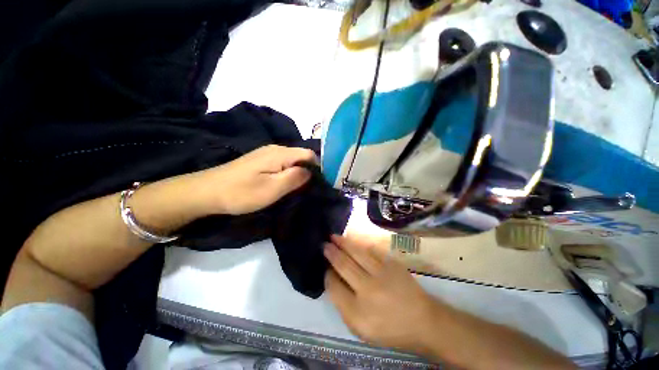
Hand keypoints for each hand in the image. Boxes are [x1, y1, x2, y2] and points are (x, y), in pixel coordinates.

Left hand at [196, 145, 315, 214]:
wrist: (207, 191)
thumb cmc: (242, 192)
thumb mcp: (273, 188)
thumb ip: (296, 178)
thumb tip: (310, 172)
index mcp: (281, 153)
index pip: (309, 154)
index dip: (317, 167)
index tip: (318, 183)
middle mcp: (275, 149)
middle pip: (301, 156)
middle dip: (308, 171)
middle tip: (307, 189)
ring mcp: (266, 153)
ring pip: (292, 160)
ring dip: (297, 173)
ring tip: (296, 188)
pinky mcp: (260, 160)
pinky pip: (282, 164)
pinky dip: (287, 173)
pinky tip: (282, 183)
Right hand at [324, 234, 440, 352]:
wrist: (423, 321)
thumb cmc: (389, 329)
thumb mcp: (360, 329)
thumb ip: (343, 305)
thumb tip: (333, 279)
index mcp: (357, 313)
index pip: (334, 287)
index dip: (327, 274)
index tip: (325, 266)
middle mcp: (367, 291)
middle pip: (343, 265)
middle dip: (331, 253)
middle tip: (324, 244)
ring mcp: (381, 274)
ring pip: (356, 253)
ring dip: (343, 243)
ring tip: (334, 237)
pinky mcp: (392, 264)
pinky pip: (371, 250)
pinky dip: (359, 244)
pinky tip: (352, 240)